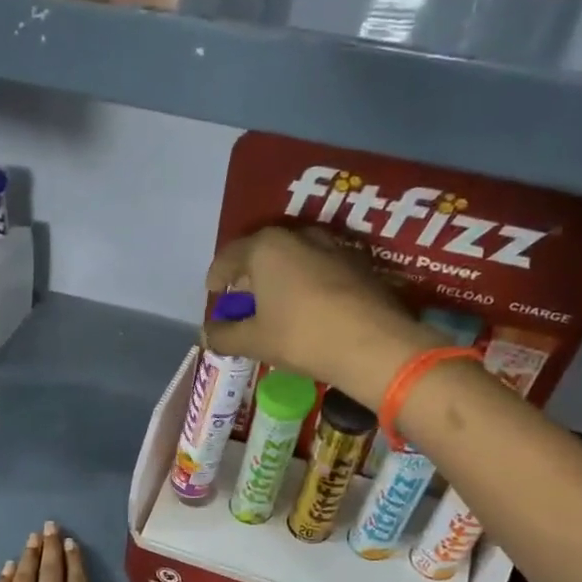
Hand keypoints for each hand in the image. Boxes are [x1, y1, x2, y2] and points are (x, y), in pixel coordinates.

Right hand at [203, 226, 435, 409]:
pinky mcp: (359, 263)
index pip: (229, 256)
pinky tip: (308, 306)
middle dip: (249, 275)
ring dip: (280, 277)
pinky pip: (320, 267)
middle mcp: (299, 236)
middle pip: (263, 252)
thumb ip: (224, 336)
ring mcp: (334, 246)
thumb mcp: (254, 342)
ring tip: (276, 303)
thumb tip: (206, 334)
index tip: (213, 293)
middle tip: (243, 300)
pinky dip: (306, 282)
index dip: (217, 276)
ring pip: (295, 257)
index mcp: (266, 248)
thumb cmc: (302, 336)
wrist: (375, 345)